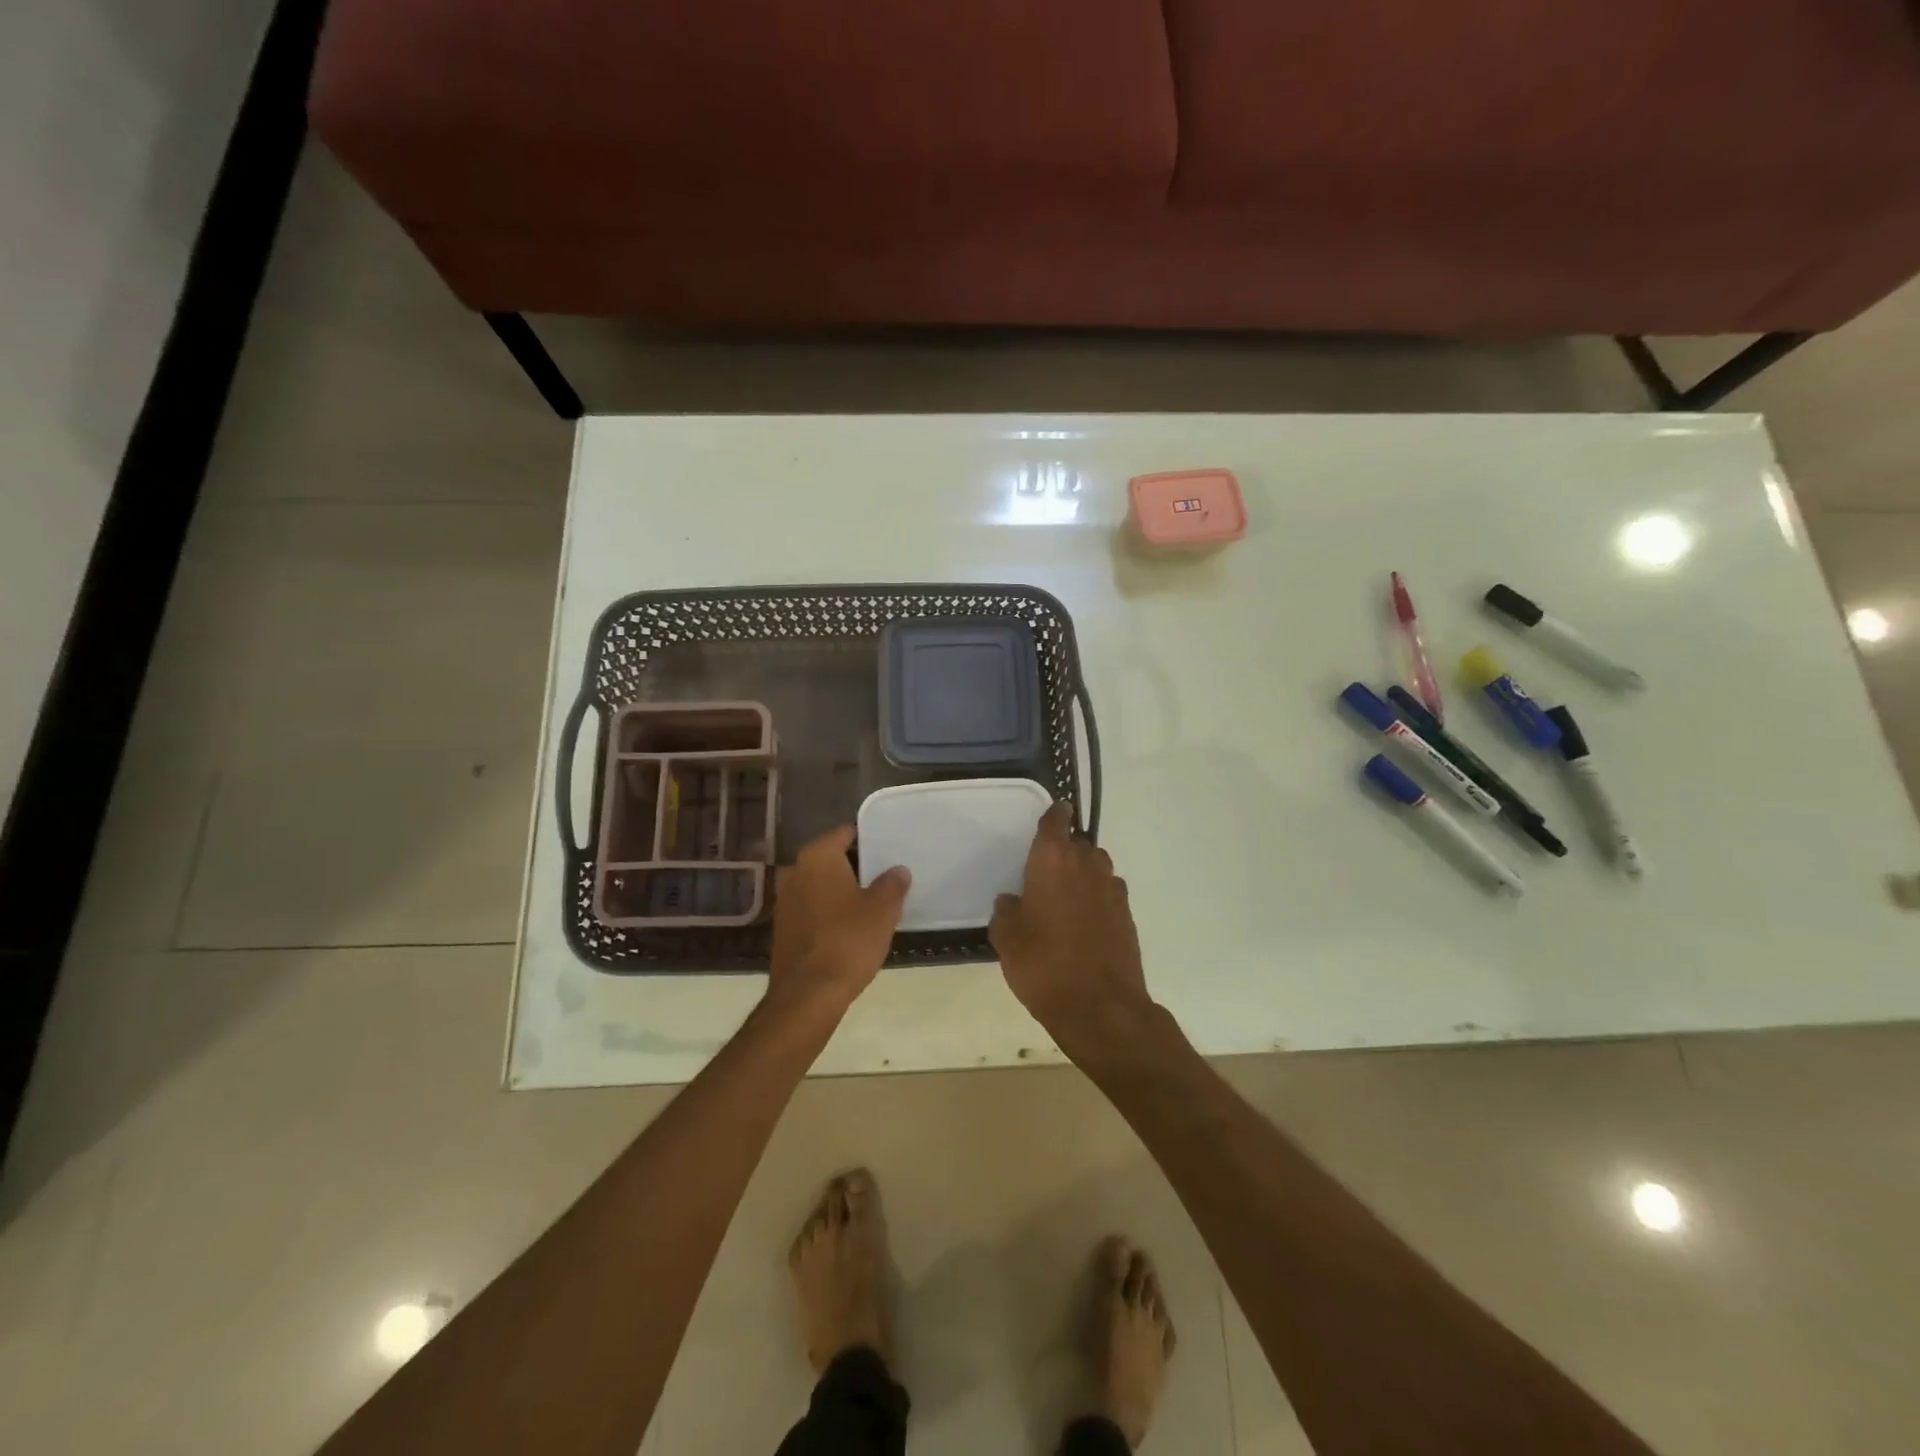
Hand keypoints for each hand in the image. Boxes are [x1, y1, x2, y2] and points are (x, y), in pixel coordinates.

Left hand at [769, 826, 909, 1013]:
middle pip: (831, 858)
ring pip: (819, 883)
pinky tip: (848, 926)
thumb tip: (897, 871)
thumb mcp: (882, 910)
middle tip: (884, 875)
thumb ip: (892, 884)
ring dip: (840, 889)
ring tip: (870, 901)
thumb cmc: (848, 941)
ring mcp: (784, 900)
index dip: (868, 837)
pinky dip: (828, 910)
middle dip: (855, 865)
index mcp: (817, 857)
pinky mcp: (782, 927)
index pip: (845, 833)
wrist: (808, 994)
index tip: (887, 848)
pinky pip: (811, 907)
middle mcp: (795, 871)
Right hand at [990, 802, 1152, 1055]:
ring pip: (1095, 867)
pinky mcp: (1127, 913)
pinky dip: (1095, 899)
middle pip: (1077, 844)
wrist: (1101, 1007)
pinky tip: (1082, 924)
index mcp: (1052, 860)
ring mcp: (1112, 888)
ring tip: (1063, 900)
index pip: (1056, 820)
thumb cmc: (1044, 965)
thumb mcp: (1007, 939)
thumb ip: (1006, 911)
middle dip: (1063, 852)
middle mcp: (1086, 864)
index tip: (1050, 816)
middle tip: (1043, 873)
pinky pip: (1107, 893)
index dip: (1053, 815)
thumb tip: (1012, 901)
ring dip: (1081, 875)